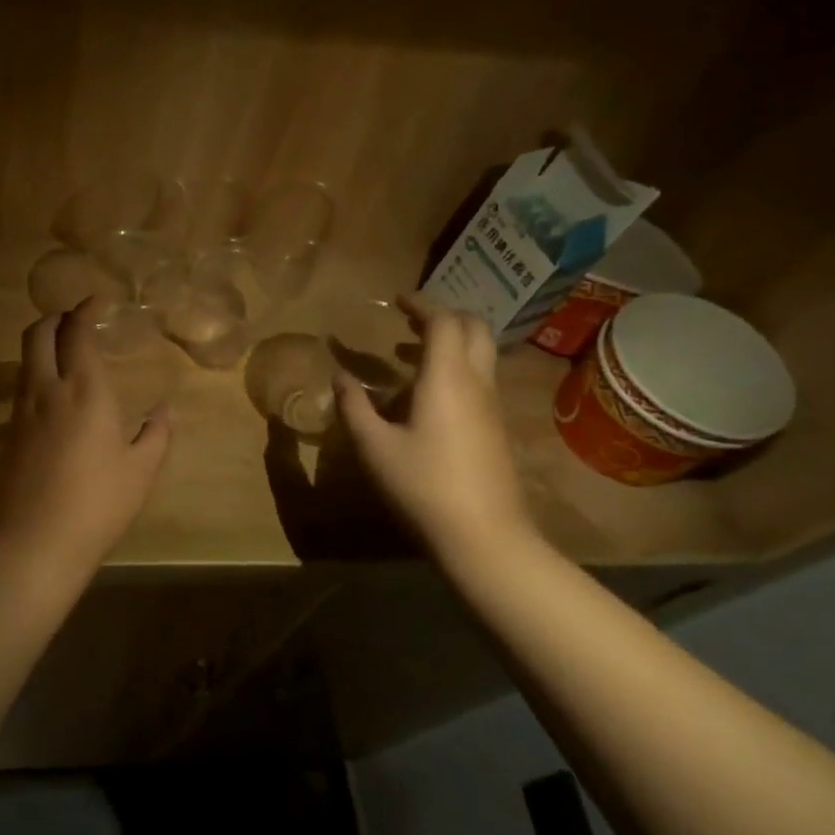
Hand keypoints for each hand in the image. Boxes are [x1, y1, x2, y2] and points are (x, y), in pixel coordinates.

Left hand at [0, 298, 172, 577]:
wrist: (35, 542)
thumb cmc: (98, 504)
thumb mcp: (140, 471)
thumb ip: (156, 434)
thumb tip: (165, 409)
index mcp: (84, 390)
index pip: (76, 332)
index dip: (84, 310)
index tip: (97, 302)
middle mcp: (46, 389)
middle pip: (37, 333)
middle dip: (55, 318)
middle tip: (75, 320)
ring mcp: (21, 411)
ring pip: (24, 359)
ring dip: (42, 344)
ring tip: (64, 353)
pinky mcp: (7, 435)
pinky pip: (21, 387)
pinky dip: (35, 374)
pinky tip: (53, 395)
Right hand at [334, 292, 534, 558]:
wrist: (484, 534)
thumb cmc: (423, 485)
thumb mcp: (374, 446)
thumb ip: (354, 407)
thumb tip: (339, 376)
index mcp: (446, 378)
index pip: (443, 322)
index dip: (421, 304)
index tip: (397, 300)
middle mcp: (476, 382)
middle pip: (474, 329)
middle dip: (443, 316)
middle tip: (410, 320)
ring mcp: (491, 406)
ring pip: (479, 355)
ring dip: (450, 343)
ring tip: (409, 353)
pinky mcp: (495, 428)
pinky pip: (478, 379)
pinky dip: (455, 368)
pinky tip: (426, 395)